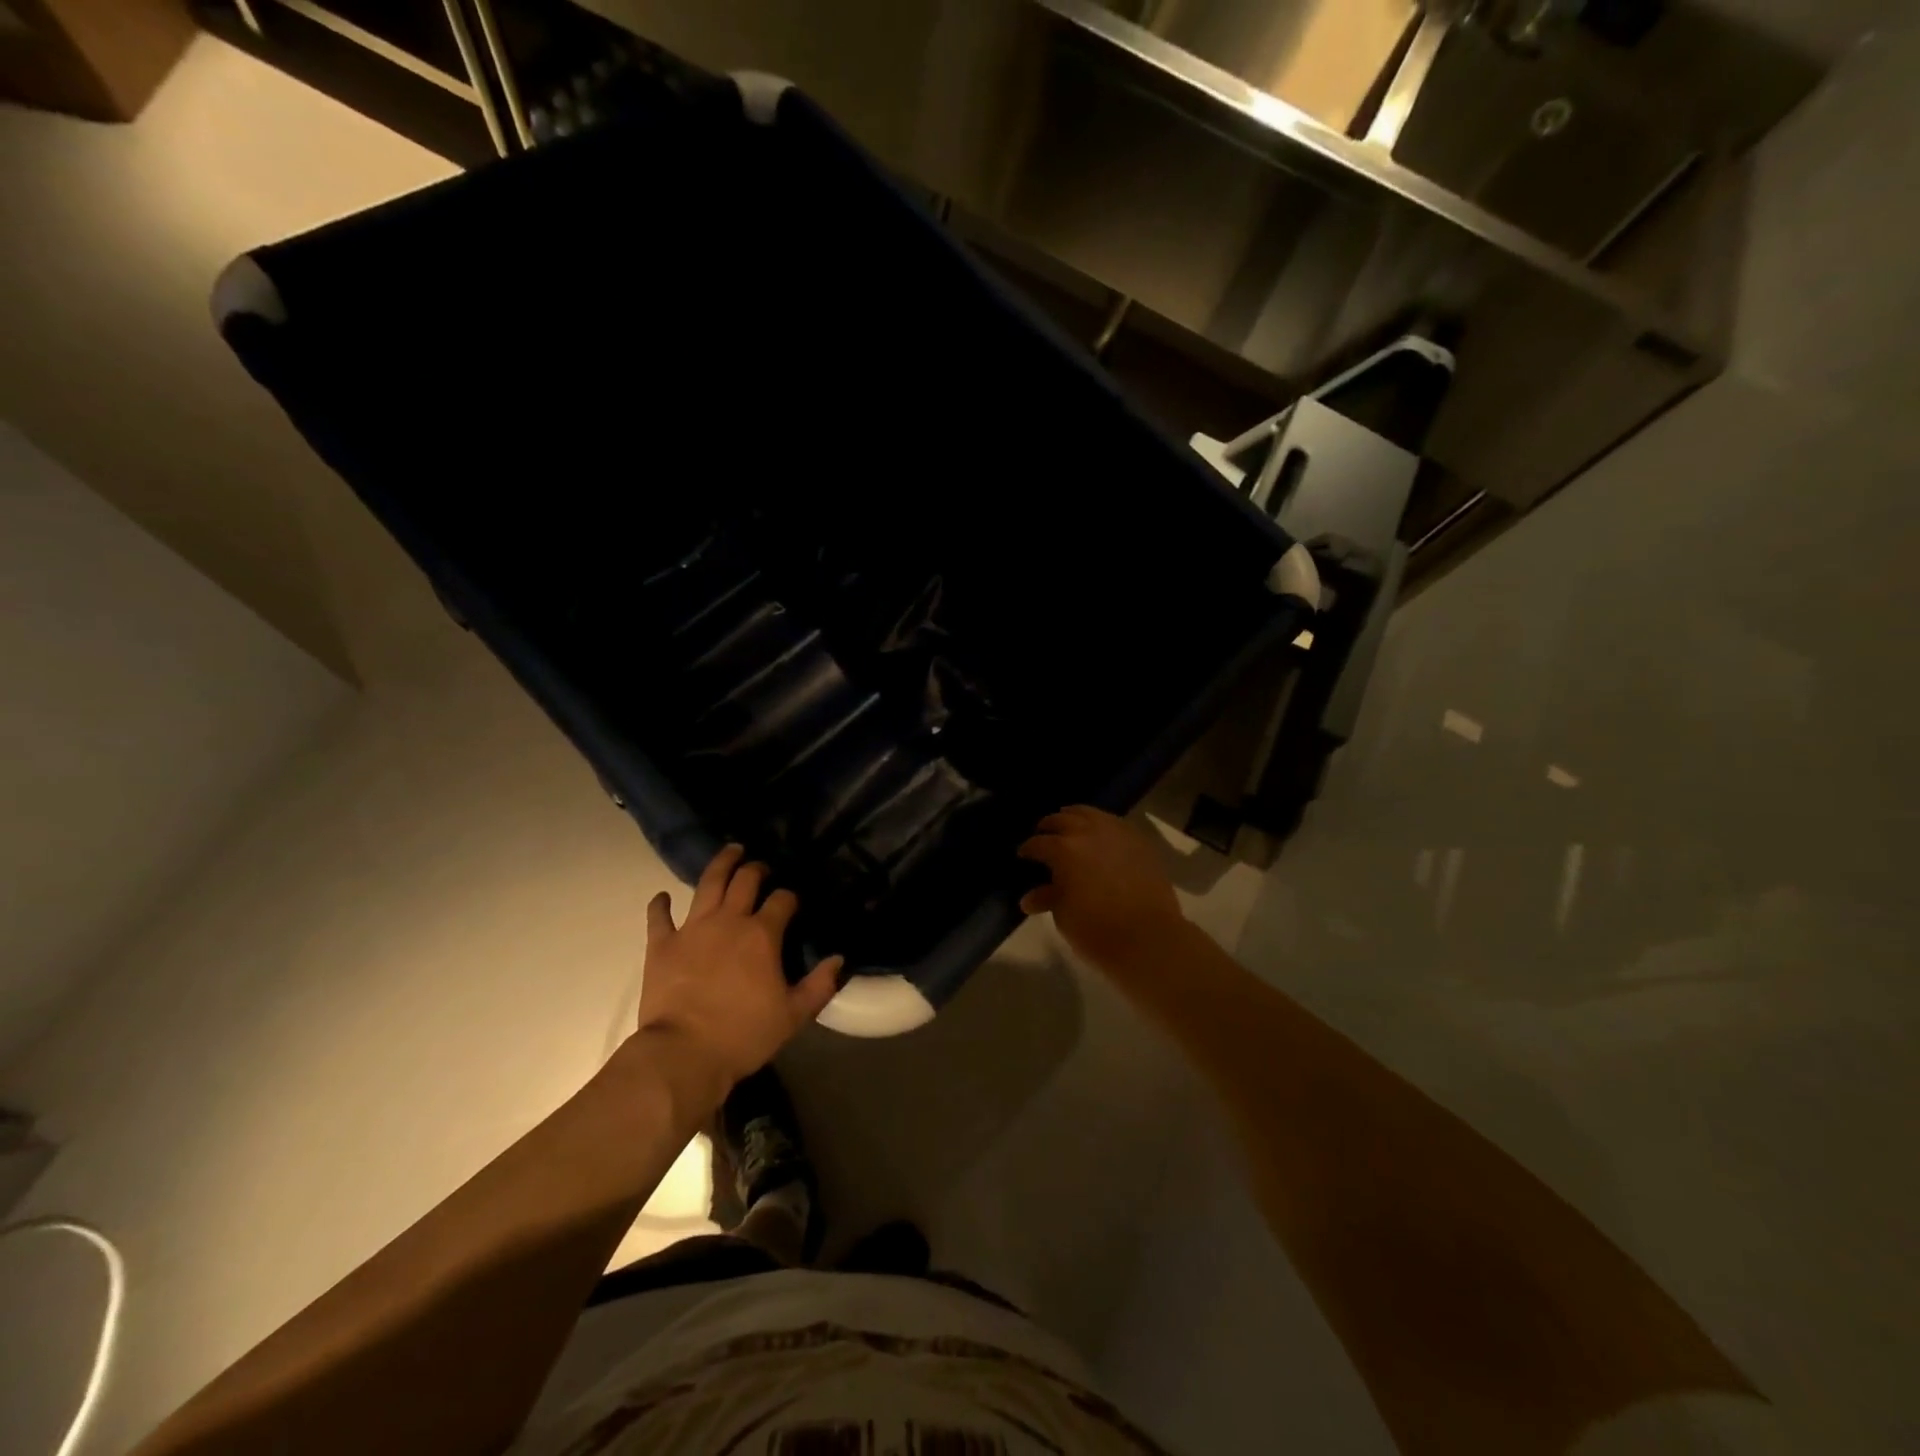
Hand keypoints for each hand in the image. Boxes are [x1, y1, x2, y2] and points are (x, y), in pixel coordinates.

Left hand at [638, 845, 842, 1087]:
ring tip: (729, 852)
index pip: (782, 900)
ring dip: (720, 864)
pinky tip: (662, 897)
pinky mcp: (661, 944)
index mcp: (762, 934)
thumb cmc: (744, 1034)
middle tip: (760, 867)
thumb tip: (839, 959)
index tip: (792, 900)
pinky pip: (658, 917)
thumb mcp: (793, 1015)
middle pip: (745, 880)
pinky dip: (660, 905)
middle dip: (756, 869)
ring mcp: (692, 929)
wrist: (684, 1054)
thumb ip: (820, 984)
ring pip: (708, 884)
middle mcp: (729, 920)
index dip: (789, 896)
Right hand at [1017, 806, 1187, 972]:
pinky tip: (1100, 837)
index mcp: (1063, 849)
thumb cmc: (1096, 930)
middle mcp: (1088, 833)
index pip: (1038, 843)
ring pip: (1090, 814)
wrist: (1149, 938)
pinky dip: (1102, 826)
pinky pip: (1115, 824)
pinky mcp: (1140, 842)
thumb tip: (1030, 897)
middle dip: (1049, 827)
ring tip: (1070, 827)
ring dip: (1075, 818)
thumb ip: (1048, 898)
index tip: (1023, 855)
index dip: (1028, 849)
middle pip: (1063, 819)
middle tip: (1044, 836)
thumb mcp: (1064, 915)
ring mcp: (1117, 833)